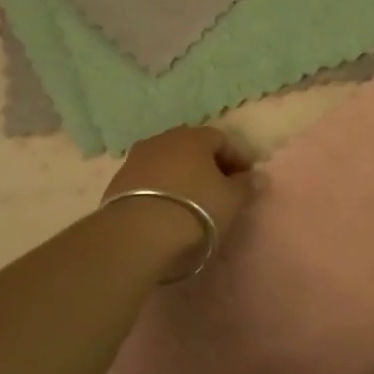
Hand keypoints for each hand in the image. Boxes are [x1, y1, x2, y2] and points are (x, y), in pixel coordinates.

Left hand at [103, 126, 254, 271]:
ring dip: (181, 177)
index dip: (236, 159)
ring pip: (166, 163)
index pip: (221, 139)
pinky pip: (147, 181)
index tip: (244, 181)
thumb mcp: (231, 201)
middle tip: (218, 190)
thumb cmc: (195, 210)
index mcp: (193, 137)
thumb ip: (246, 186)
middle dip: (206, 165)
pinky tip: (166, 211)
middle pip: (190, 147)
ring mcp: (135, 160)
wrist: (137, 235)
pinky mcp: (116, 183)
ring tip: (191, 203)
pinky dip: (160, 190)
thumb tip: (256, 176)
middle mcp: (162, 140)